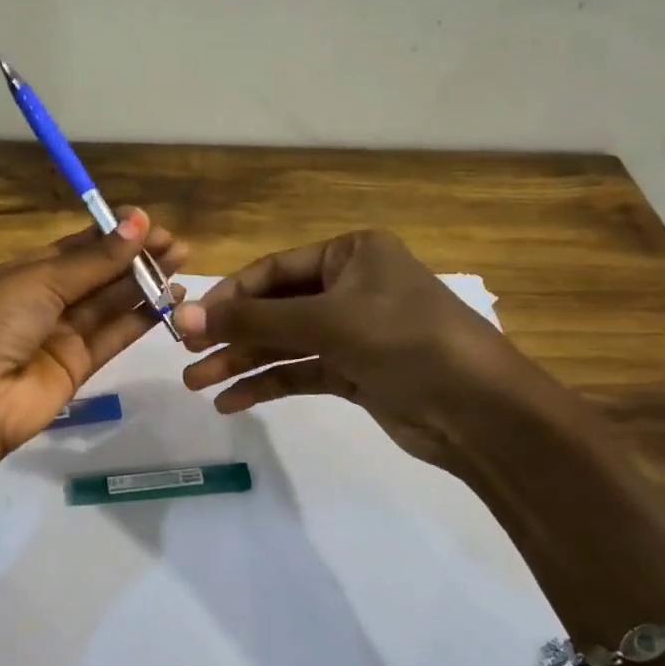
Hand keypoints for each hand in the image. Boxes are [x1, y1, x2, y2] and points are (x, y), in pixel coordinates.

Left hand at [0, 209, 187, 531]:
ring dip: (144, 285)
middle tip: (176, 245)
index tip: (150, 222)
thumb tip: (139, 220)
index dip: (111, 235)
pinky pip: (113, 337)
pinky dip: (141, 319)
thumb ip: (94, 260)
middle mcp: (41, 302)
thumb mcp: (40, 280)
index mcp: (22, 273)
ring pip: (109, 305)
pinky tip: (170, 300)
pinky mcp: (76, 369)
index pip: (74, 248)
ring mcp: (59, 337)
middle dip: (134, 258)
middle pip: (96, 275)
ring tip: (182, 265)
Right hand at [175, 230, 538, 478]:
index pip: (272, 269)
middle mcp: (349, 286)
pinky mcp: (354, 371)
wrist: (479, 411)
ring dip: (241, 362)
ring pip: (283, 342)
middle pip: (274, 307)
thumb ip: (254, 319)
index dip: (228, 295)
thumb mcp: (326, 321)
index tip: (188, 321)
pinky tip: (231, 402)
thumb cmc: (405, 341)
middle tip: (186, 356)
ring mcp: (352, 331)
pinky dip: (267, 385)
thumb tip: (185, 316)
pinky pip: (300, 371)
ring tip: (197, 384)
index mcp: (349, 254)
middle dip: (231, 333)